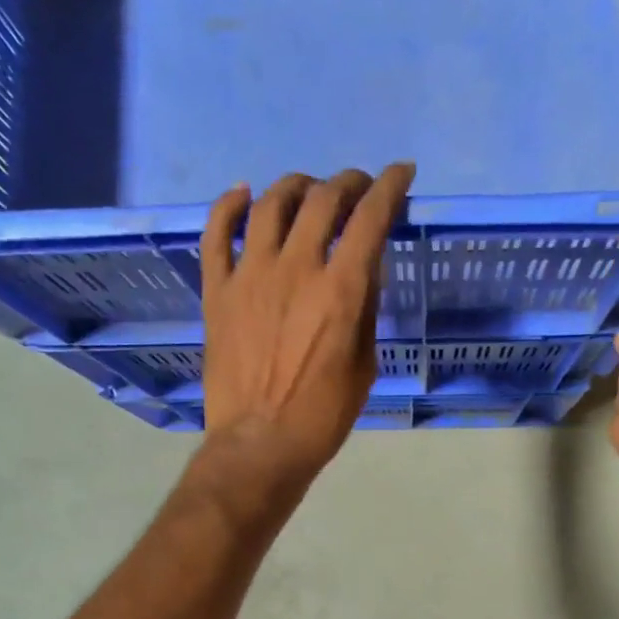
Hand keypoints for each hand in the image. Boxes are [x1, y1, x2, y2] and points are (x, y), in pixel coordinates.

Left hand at [195, 164, 414, 502]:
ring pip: (271, 203)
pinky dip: (229, 205)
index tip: (402, 174)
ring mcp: (250, 276)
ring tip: (308, 191)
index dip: (390, 186)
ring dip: (296, 186)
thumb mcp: (364, 364)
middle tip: (357, 188)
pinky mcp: (217, 290)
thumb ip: (365, 308)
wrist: (260, 445)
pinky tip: (243, 194)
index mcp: (340, 290)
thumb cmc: (323, 415)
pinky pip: (216, 232)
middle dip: (348, 182)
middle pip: (322, 199)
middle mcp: (296, 268)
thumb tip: (363, 266)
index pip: (370, 217)